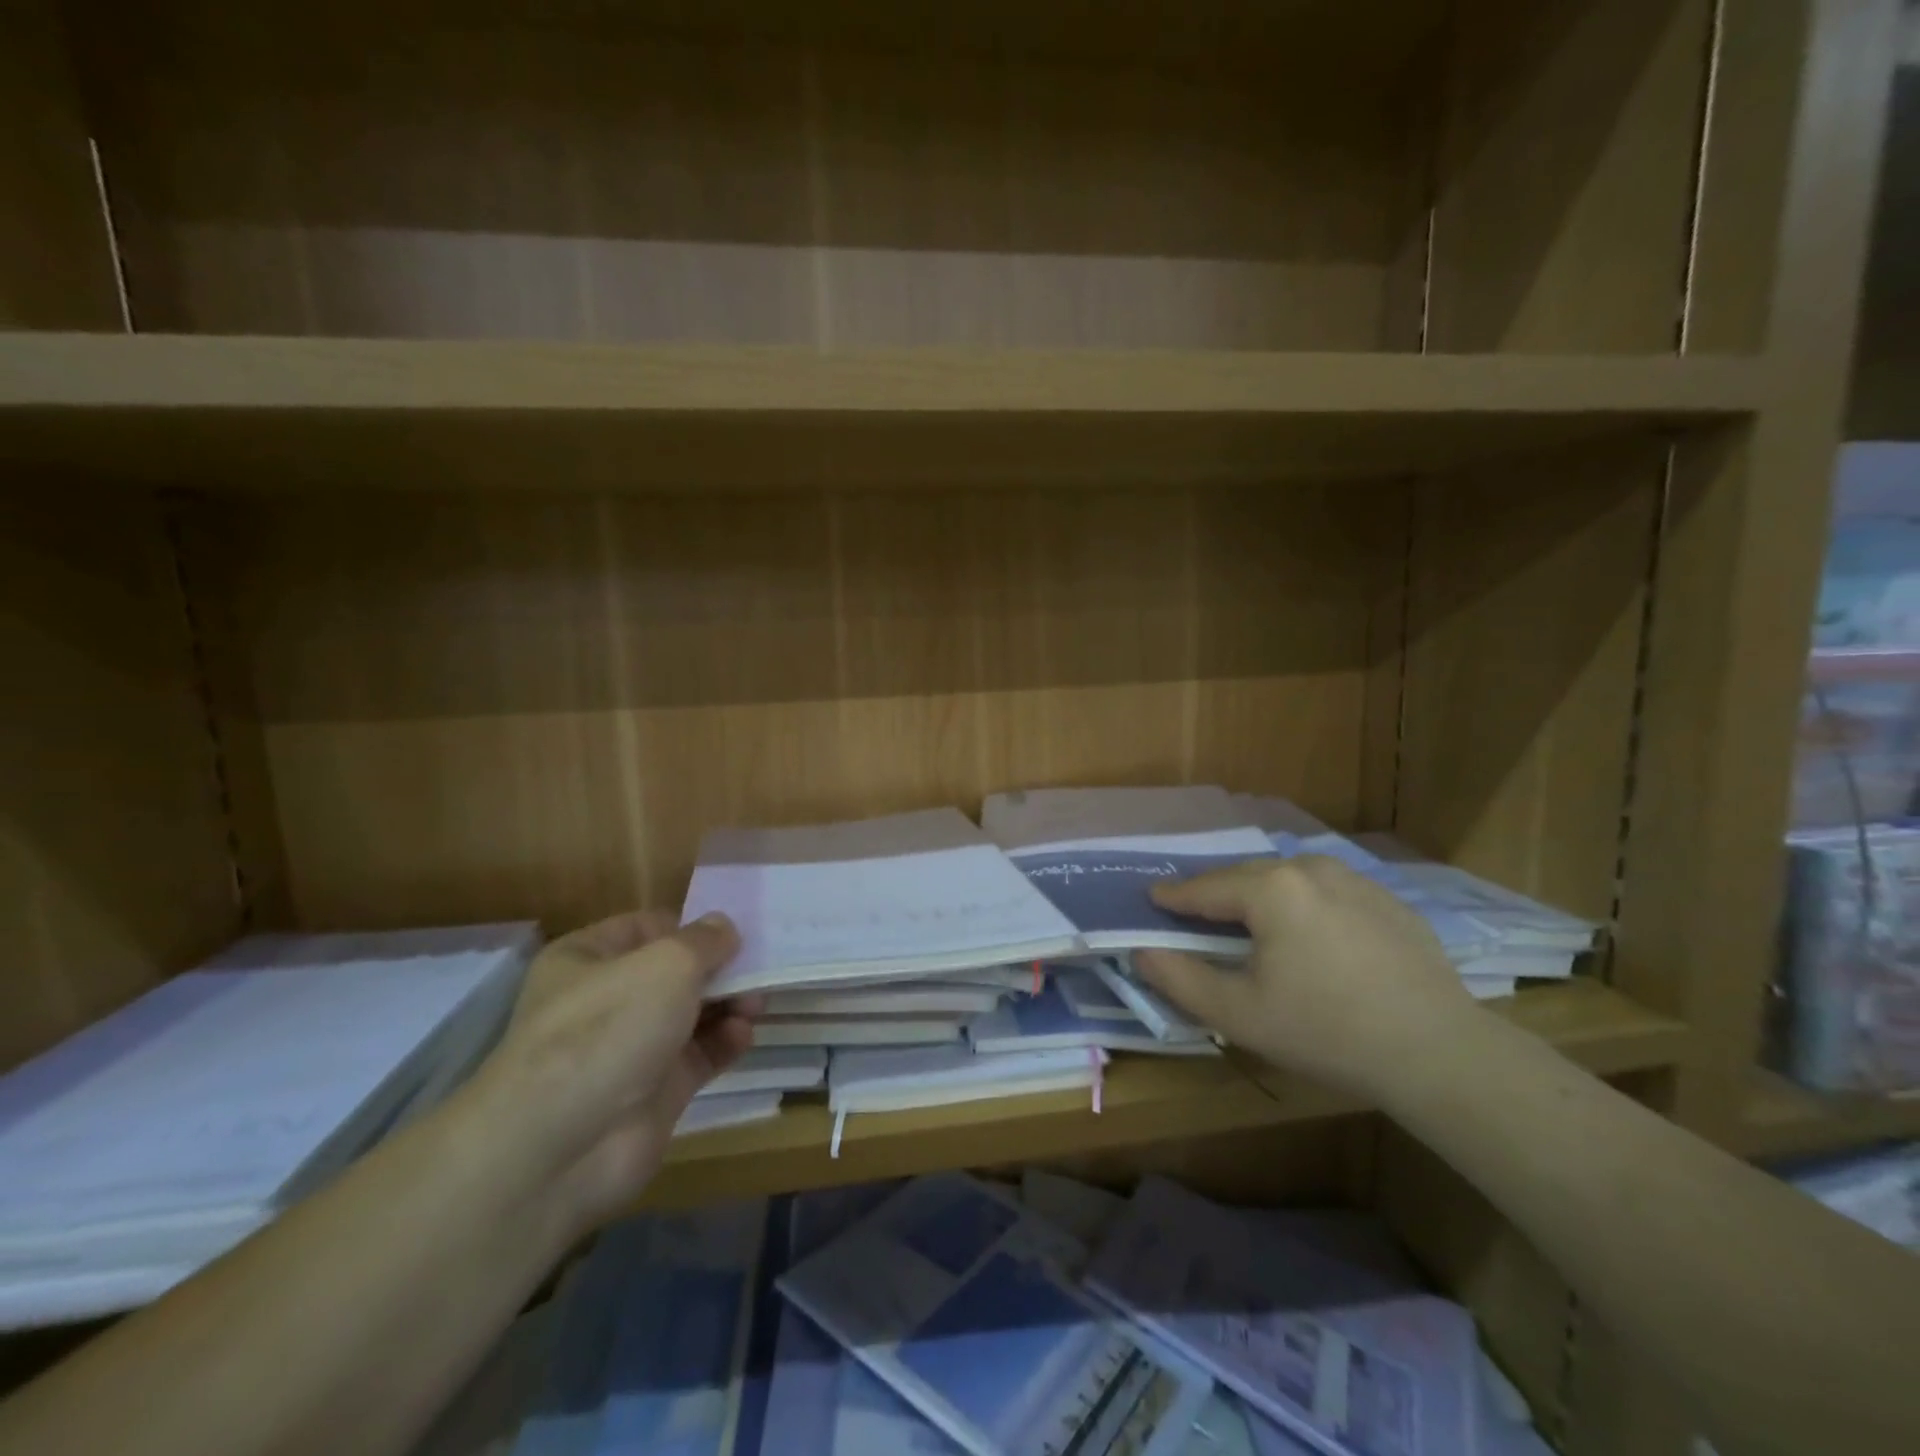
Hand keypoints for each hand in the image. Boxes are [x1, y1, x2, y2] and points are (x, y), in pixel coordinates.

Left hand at [470, 910, 754, 1232]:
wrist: (561, 1147)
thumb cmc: (609, 1028)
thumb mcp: (666, 963)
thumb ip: (705, 941)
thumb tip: (725, 927)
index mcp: (587, 958)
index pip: (648, 928)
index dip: (692, 927)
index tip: (735, 933)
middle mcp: (606, 1000)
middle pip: (675, 973)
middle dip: (719, 969)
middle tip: (758, 970)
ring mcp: (630, 1048)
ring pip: (691, 1014)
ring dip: (728, 1005)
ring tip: (756, 1004)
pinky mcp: (654, 1092)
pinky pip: (699, 1056)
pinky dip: (724, 1043)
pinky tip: (744, 1036)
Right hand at [1133, 856, 1474, 1098]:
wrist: (1439, 1053)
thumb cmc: (1326, 1031)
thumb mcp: (1238, 1013)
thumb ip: (1179, 978)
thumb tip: (1142, 952)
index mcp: (1270, 888)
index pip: (1205, 888)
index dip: (1174, 897)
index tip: (1152, 898)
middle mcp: (1310, 868)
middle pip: (1246, 876)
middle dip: (1218, 893)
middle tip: (1197, 914)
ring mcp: (1355, 879)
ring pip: (1289, 879)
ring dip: (1262, 895)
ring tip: (1251, 921)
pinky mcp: (1388, 900)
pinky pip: (1328, 891)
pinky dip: (1304, 903)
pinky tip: (1310, 935)